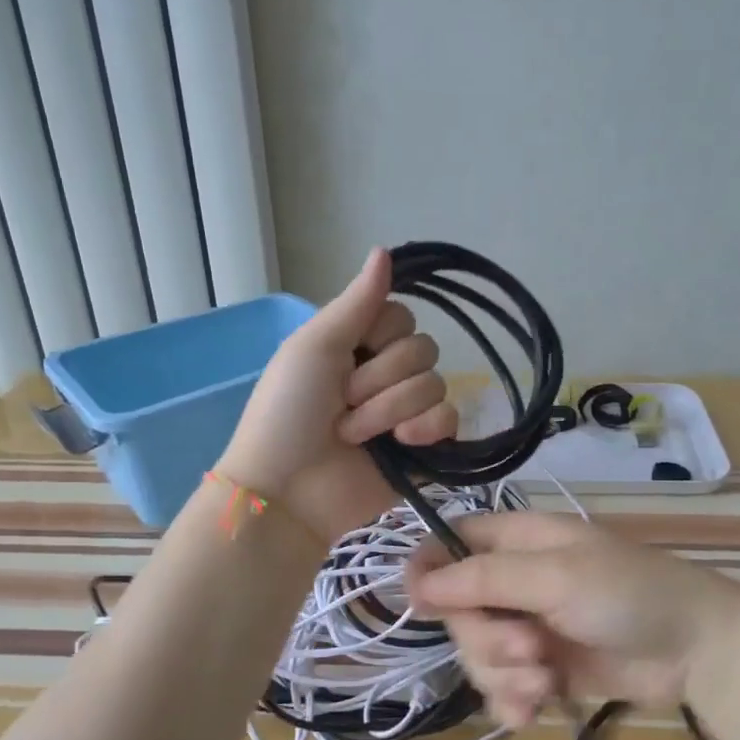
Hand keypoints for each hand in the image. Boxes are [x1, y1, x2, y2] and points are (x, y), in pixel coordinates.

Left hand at [218, 248, 457, 542]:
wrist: (288, 489)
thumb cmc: (289, 412)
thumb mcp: (315, 346)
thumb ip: (356, 302)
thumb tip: (385, 249)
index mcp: (360, 345)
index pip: (403, 317)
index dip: (379, 338)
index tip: (347, 358)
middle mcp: (388, 374)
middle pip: (423, 350)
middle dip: (380, 381)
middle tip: (343, 404)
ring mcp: (408, 412)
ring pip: (437, 384)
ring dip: (390, 410)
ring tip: (356, 435)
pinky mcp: (426, 448)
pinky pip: (451, 420)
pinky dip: (426, 430)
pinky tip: (401, 446)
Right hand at [406, 512, 739, 726]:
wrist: (694, 649)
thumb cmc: (627, 593)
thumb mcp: (556, 577)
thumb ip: (486, 579)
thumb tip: (417, 585)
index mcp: (515, 541)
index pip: (448, 544)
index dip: (429, 571)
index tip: (424, 606)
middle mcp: (514, 582)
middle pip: (458, 612)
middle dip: (487, 639)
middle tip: (530, 648)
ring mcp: (527, 628)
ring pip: (476, 655)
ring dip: (504, 676)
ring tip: (545, 681)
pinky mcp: (541, 671)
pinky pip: (501, 689)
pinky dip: (513, 702)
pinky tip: (536, 711)